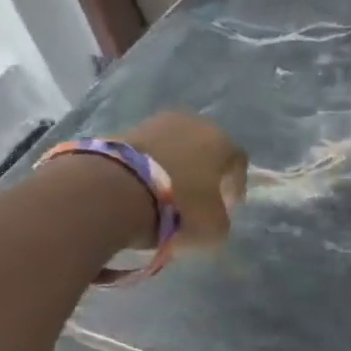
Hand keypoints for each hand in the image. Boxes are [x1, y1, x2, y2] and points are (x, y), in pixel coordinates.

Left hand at [112, 111, 248, 250]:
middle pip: (206, 150)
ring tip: (165, 195)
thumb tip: (215, 217)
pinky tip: (142, 189)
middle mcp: (194, 123)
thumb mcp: (214, 228)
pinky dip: (149, 168)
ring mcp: (157, 123)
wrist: (112, 192)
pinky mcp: (124, 130)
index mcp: (222, 142)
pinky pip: (147, 152)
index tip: (226, 208)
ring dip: (174, 168)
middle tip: (197, 199)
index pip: (238, 163)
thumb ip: (222, 220)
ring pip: (175, 148)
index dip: (235, 187)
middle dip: (204, 173)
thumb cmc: (178, 207)